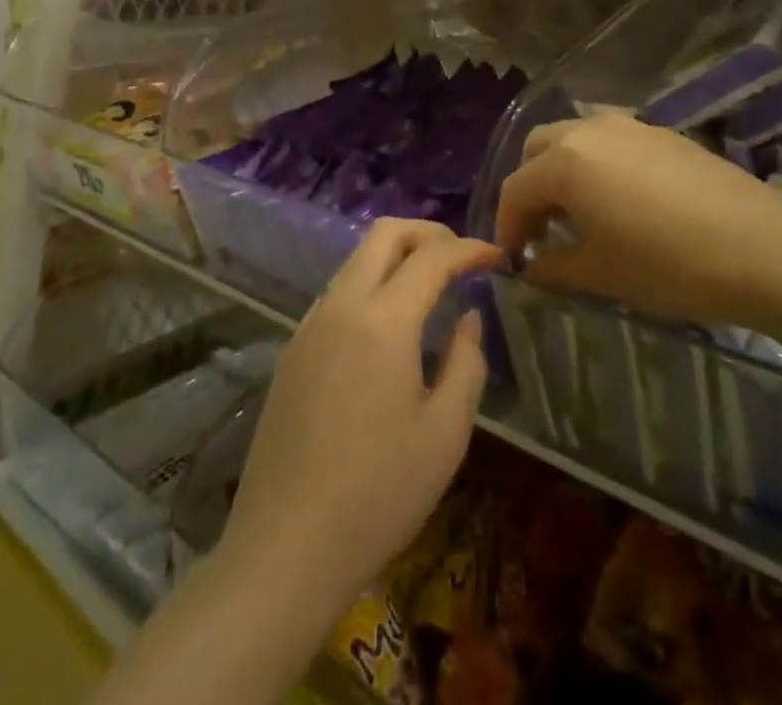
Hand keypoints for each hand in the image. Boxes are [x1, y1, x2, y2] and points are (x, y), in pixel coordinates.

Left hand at [217, 219, 500, 621]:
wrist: (283, 549)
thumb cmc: (378, 494)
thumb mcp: (444, 434)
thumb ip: (466, 364)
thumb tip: (468, 319)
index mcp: (383, 320)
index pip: (432, 257)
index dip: (470, 249)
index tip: (498, 258)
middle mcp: (341, 306)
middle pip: (384, 234)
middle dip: (428, 233)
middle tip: (461, 259)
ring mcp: (309, 326)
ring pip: (356, 260)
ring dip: (396, 256)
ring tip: (430, 288)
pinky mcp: (292, 350)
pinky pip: (338, 292)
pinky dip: (371, 284)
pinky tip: (388, 326)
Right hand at [494, 111, 781, 322]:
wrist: (760, 245)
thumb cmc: (667, 263)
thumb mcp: (600, 273)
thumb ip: (553, 267)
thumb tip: (531, 267)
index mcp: (565, 161)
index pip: (516, 189)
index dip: (507, 227)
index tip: (512, 261)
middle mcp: (589, 129)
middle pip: (539, 150)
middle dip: (530, 188)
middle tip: (540, 232)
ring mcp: (629, 125)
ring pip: (575, 138)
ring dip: (563, 172)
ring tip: (579, 215)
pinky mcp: (662, 133)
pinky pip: (610, 141)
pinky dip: (597, 165)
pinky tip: (621, 201)